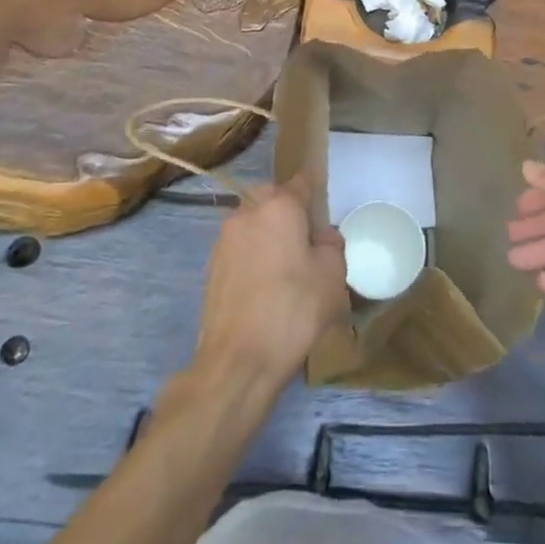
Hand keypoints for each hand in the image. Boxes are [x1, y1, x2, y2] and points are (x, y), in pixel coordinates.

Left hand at [192, 174, 349, 394]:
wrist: (237, 361)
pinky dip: (253, 256)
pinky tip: (264, 287)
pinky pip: (240, 247)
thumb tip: (322, 238)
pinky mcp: (211, 266)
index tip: (325, 216)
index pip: (301, 183)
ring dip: (268, 234)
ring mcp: (225, 239)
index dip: (316, 195)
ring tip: (285, 269)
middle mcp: (247, 212)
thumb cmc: (293, 310)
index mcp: (279, 206)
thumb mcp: (332, 277)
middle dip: (288, 212)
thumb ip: (332, 246)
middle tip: (306, 243)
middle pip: (272, 198)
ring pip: (253, 222)